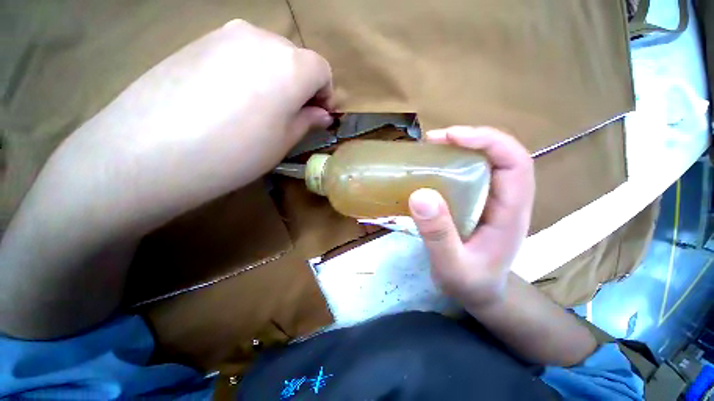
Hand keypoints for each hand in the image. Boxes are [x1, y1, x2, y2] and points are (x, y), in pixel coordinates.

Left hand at [70, 20, 333, 225]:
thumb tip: (322, 114)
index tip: (318, 114)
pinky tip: (231, 98)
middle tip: (291, 114)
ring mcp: (225, 33)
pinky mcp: (197, 40)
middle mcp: (261, 38)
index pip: (322, 70)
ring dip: (276, 77)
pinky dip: (248, 71)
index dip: (325, 93)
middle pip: (296, 58)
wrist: (150, 151)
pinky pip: (238, 51)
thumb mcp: (283, 141)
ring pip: (267, 52)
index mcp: (291, 66)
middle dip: (302, 85)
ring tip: (260, 108)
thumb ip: (307, 121)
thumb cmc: (236, 152)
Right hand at [409, 127, 534, 306]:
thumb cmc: (470, 284)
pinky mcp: (476, 203)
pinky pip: (467, 175)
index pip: (515, 162)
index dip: (488, 141)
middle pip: (499, 156)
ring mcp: (490, 201)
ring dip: (458, 149)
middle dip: (469, 140)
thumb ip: (438, 235)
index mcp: (510, 213)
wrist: (479, 295)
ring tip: (429, 149)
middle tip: (432, 141)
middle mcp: (505, 200)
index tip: (451, 137)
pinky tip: (431, 168)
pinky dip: (450, 164)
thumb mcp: (451, 266)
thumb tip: (421, 195)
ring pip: (483, 162)